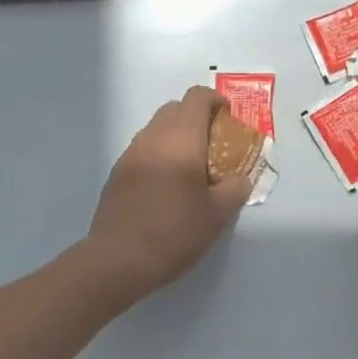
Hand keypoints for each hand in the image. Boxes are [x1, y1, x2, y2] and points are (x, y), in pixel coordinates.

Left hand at [83, 86, 256, 304]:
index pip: (197, 97)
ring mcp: (131, 152)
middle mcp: (154, 136)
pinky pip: (143, 148)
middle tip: (211, 146)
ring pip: (156, 127)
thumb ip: (235, 189)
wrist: (117, 261)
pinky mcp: (117, 171)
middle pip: (175, 108)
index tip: (227, 120)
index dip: (215, 101)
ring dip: (175, 135)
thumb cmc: (174, 232)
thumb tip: (240, 177)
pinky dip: (158, 153)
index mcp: (182, 139)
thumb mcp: (218, 215)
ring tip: (188, 168)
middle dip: (196, 117)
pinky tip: (165, 186)